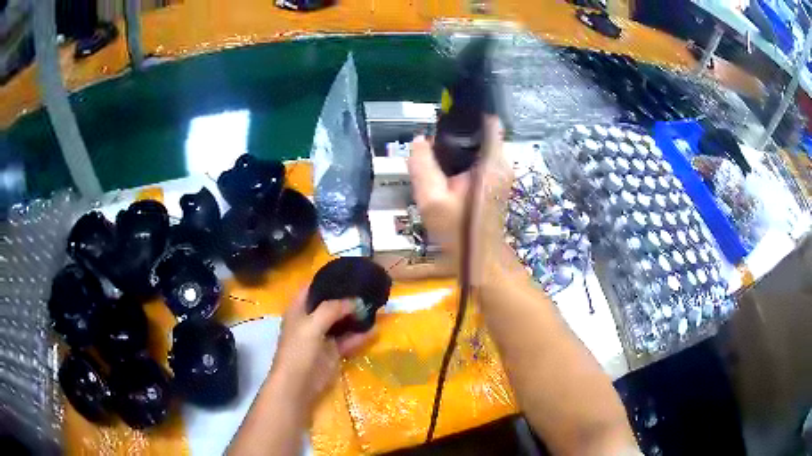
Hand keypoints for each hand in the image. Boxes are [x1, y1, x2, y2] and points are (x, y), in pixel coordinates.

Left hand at [268, 291, 371, 412]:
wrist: (298, 384)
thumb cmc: (299, 350)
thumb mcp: (312, 324)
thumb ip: (332, 309)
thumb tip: (355, 301)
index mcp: (298, 309)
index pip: (312, 287)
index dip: (327, 280)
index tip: (348, 274)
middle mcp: (310, 320)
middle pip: (329, 304)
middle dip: (346, 298)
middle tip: (367, 290)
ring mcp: (321, 337)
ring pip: (340, 322)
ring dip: (355, 317)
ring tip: (375, 307)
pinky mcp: (332, 352)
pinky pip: (347, 340)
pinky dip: (359, 336)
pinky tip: (374, 330)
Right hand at [408, 115, 515, 284]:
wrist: (480, 260)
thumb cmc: (459, 232)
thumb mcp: (432, 200)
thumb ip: (422, 165)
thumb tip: (419, 140)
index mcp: (492, 163)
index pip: (488, 122)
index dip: (468, 114)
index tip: (445, 117)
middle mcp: (502, 163)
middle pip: (481, 133)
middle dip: (457, 133)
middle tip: (433, 144)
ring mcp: (502, 173)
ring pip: (479, 146)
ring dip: (460, 147)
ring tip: (436, 157)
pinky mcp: (496, 182)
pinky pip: (480, 160)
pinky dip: (464, 160)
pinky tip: (447, 173)